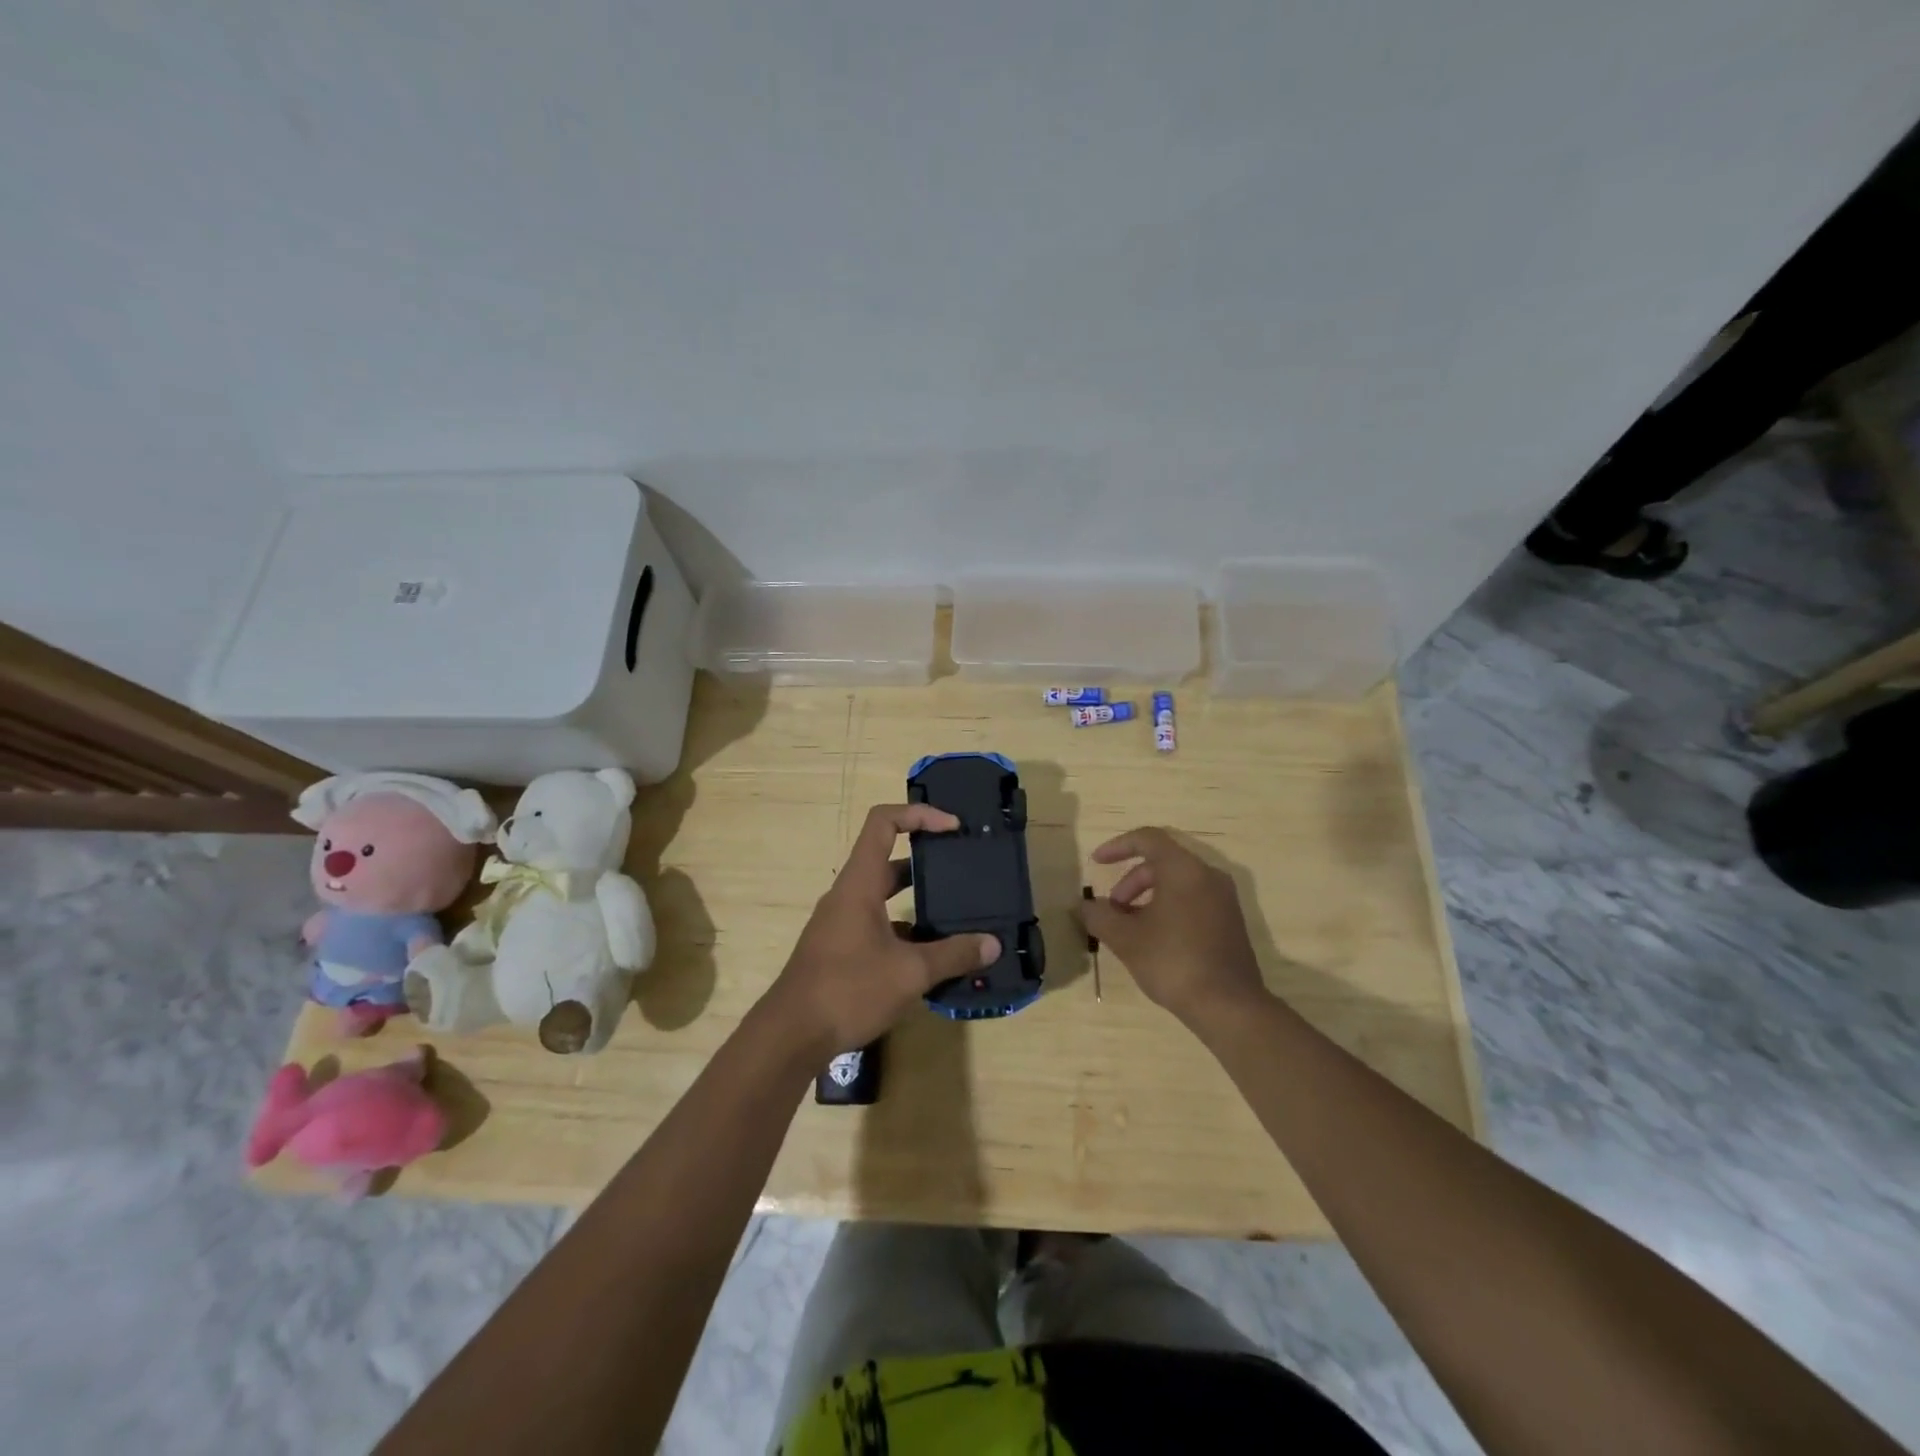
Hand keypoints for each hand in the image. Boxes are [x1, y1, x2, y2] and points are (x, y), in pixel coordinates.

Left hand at [768, 804, 999, 1059]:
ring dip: (917, 897)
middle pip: (887, 857)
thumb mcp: (909, 973)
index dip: (919, 814)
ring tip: (955, 910)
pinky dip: (904, 928)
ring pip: (883, 894)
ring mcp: (841, 922)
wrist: (791, 1035)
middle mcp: (848, 894)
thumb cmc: (848, 990)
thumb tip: (992, 944)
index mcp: (860, 883)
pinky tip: (930, 953)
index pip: (884, 823)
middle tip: (962, 867)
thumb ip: (953, 955)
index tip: (953, 827)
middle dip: (926, 858)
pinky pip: (877, 923)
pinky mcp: (840, 948)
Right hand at [1078, 827, 1268, 1025]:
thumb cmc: (1173, 962)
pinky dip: (1168, 907)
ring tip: (1129, 928)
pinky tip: (1154, 939)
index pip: (1147, 839)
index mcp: (1184, 869)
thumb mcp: (1126, 939)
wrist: (1229, 1006)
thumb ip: (1099, 916)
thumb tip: (1085, 906)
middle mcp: (1208, 875)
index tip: (1096, 862)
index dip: (1118, 846)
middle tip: (1112, 910)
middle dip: (1131, 881)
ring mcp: (1224, 899)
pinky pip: (1193, 899)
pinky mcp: (1230, 921)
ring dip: (1147, 897)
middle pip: (1162, 862)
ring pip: (1178, 883)